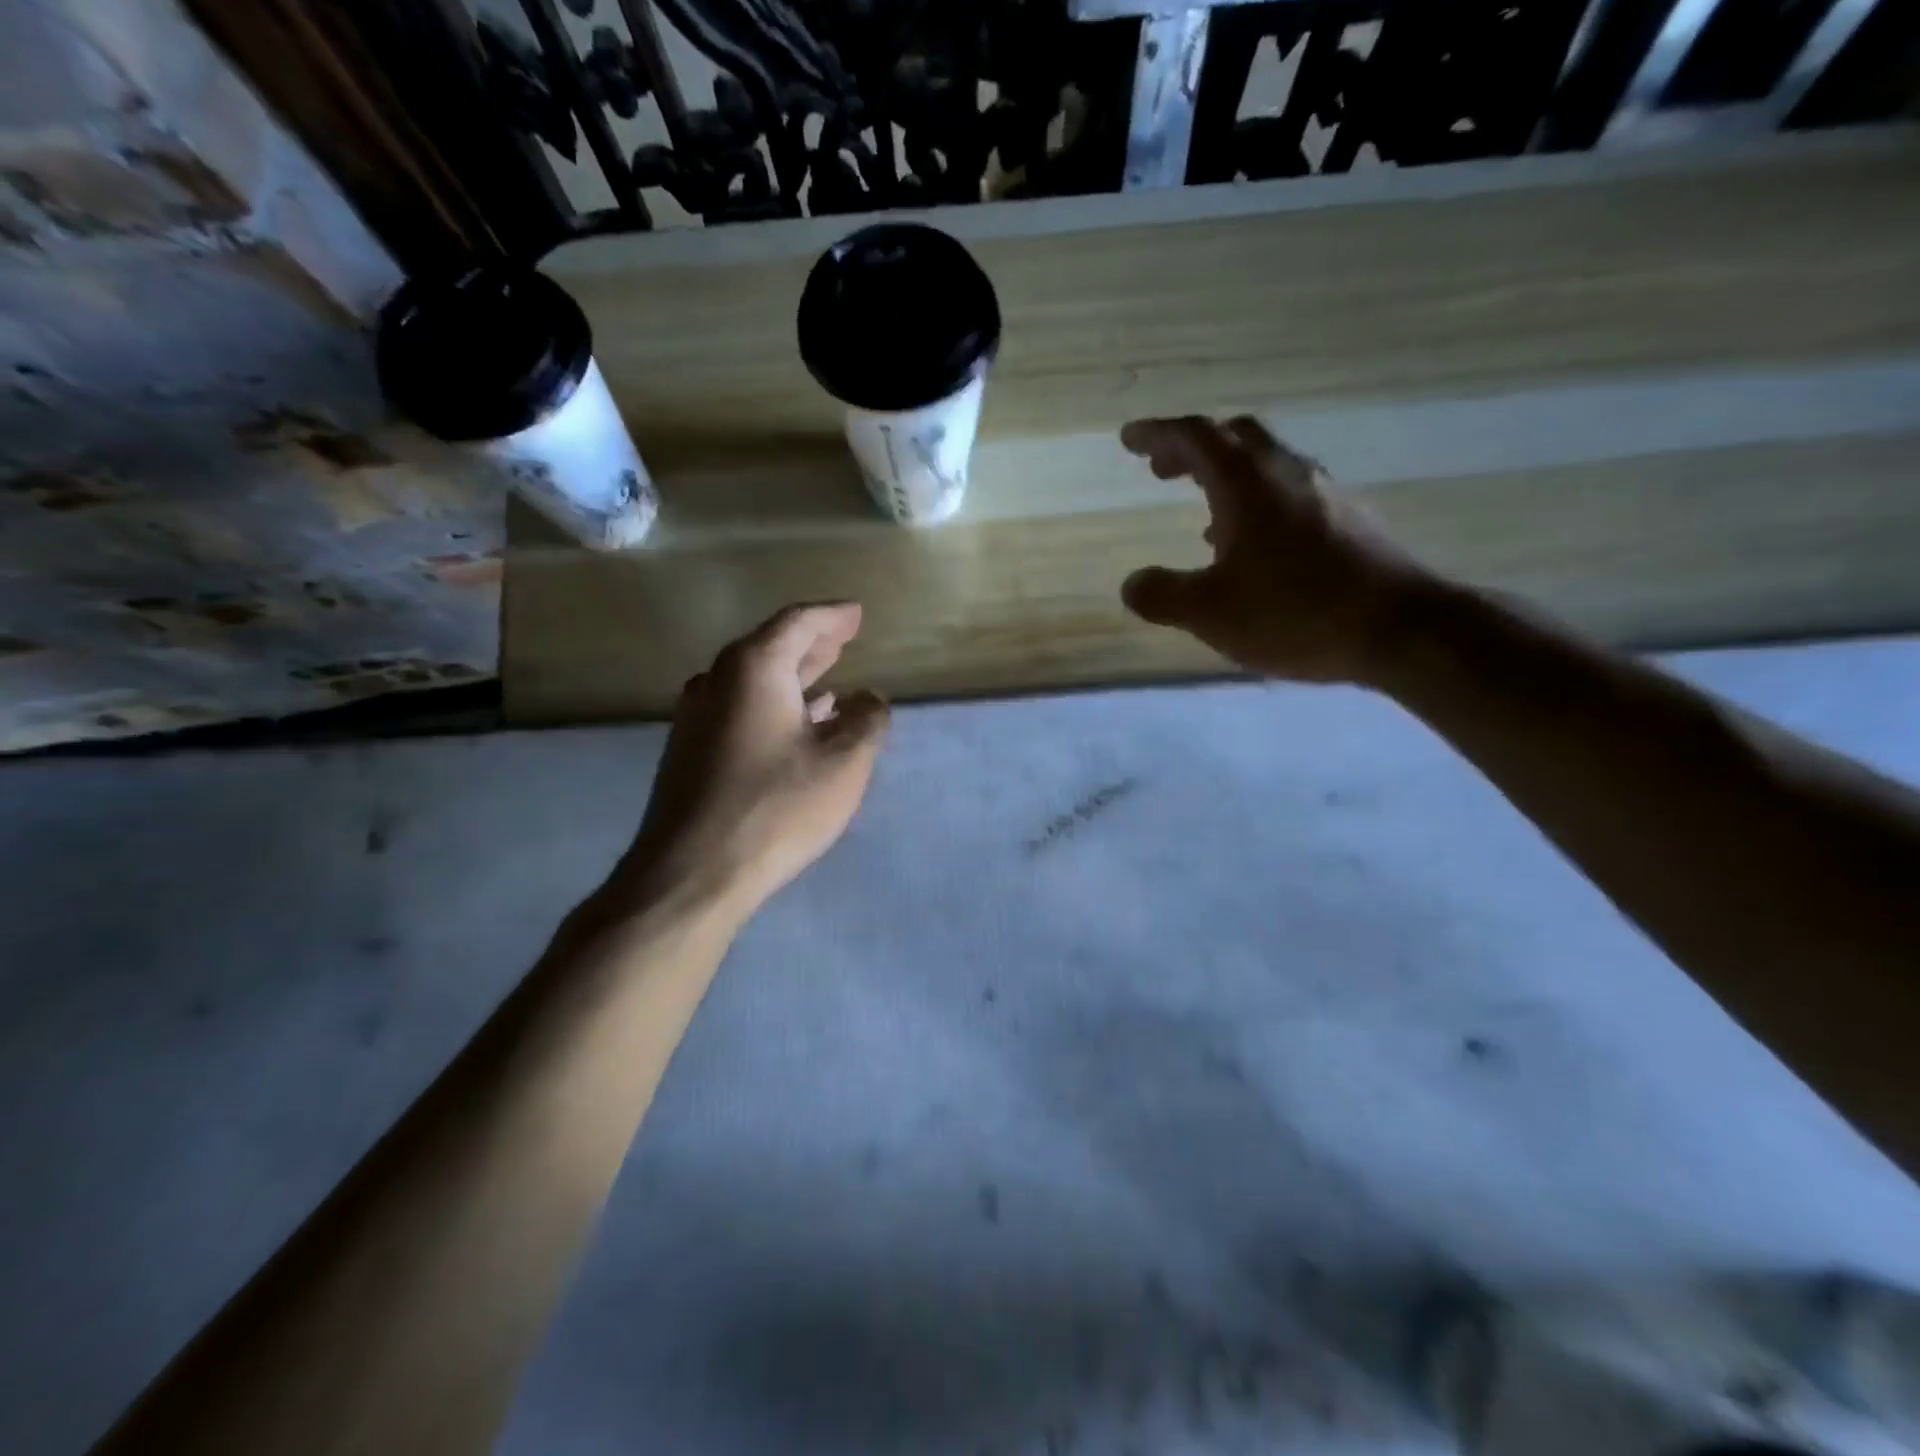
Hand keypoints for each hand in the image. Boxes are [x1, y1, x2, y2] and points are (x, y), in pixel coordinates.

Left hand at [611, 603, 889, 923]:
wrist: (691, 873)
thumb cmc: (776, 807)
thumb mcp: (844, 762)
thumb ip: (867, 721)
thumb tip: (869, 699)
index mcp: (753, 668)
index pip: (798, 622)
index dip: (833, 616)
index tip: (857, 613)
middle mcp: (717, 681)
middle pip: (771, 647)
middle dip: (812, 643)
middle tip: (844, 638)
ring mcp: (696, 718)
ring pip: (754, 681)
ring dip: (793, 677)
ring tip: (829, 680)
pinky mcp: (690, 752)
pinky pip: (740, 710)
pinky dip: (774, 706)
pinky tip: (797, 726)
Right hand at [1119, 415, 1433, 684]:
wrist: (1401, 628)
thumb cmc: (1295, 613)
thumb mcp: (1210, 613)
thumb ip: (1163, 596)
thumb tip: (1133, 584)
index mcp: (1247, 484)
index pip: (1196, 438)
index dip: (1159, 434)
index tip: (1130, 438)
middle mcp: (1287, 475)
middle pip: (1236, 438)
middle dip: (1194, 448)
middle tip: (1163, 468)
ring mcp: (1325, 494)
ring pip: (1267, 464)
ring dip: (1228, 475)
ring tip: (1202, 509)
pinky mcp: (1350, 521)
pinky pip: (1292, 494)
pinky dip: (1259, 502)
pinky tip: (1255, 546)